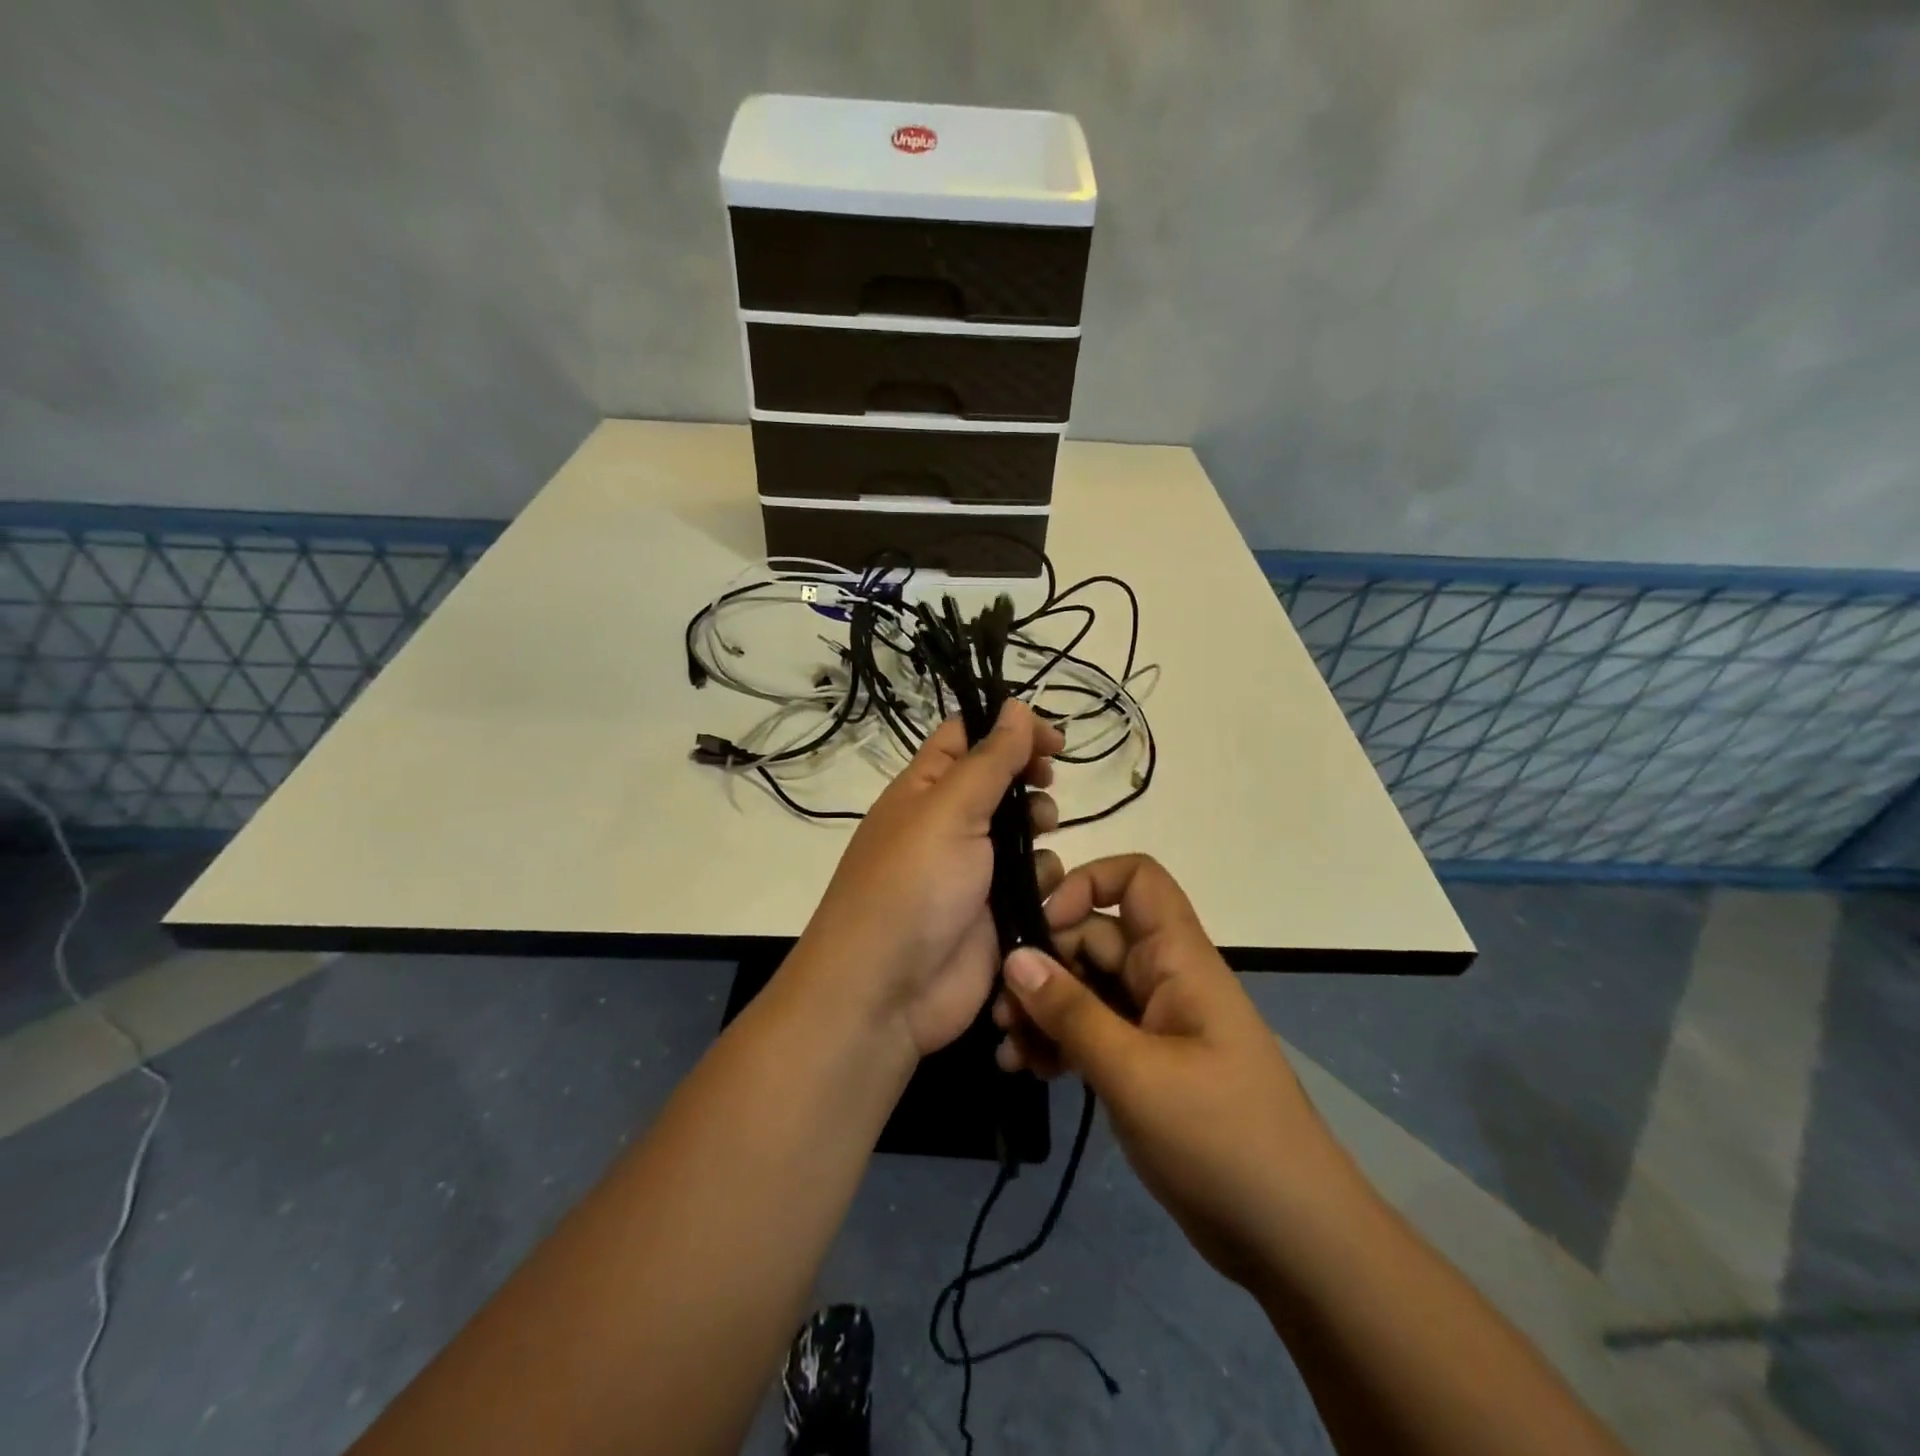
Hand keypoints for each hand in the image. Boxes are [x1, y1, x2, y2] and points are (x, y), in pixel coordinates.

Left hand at [794, 700, 1064, 1058]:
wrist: (887, 993)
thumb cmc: (912, 886)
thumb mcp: (949, 810)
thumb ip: (990, 759)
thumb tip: (1016, 706)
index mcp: (925, 788)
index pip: (967, 736)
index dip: (1009, 727)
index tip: (1052, 739)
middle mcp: (949, 823)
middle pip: (1002, 782)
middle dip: (1030, 780)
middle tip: (1046, 785)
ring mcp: (974, 870)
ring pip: (1025, 832)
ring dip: (1040, 831)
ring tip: (1039, 838)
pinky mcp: (997, 913)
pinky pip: (1034, 882)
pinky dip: (1044, 883)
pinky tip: (1040, 894)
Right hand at [991, 855, 1336, 1287]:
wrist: (1290, 1237)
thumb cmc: (1220, 1138)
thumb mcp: (1135, 1073)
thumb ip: (1071, 1012)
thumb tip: (1015, 956)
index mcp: (1178, 959)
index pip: (1137, 879)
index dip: (1087, 884)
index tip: (1043, 925)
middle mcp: (1163, 978)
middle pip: (1094, 938)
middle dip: (1044, 964)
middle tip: (1000, 1008)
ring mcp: (1154, 1023)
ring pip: (1086, 988)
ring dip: (1043, 1009)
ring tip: (1006, 1047)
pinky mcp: (1145, 1064)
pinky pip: (1092, 1032)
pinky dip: (1058, 1042)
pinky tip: (1026, 1069)